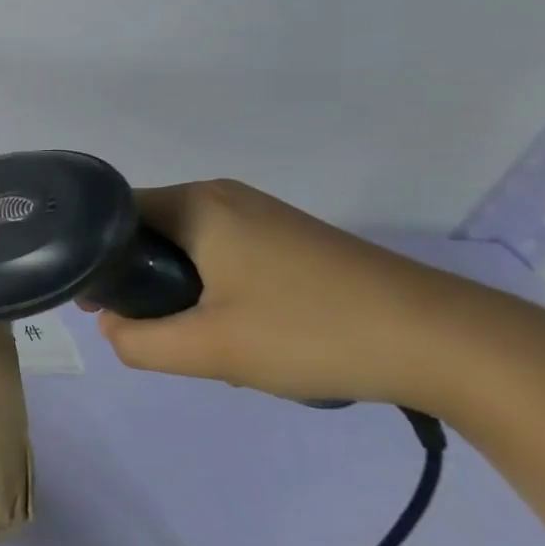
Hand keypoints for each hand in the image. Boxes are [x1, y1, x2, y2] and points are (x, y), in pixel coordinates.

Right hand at [88, 180, 517, 412]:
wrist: (452, 344)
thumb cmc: (314, 332)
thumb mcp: (210, 349)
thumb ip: (137, 342)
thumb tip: (111, 326)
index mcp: (195, 204)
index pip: (111, 215)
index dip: (92, 257)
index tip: (94, 302)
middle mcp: (222, 196)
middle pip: (148, 231)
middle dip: (140, 280)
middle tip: (152, 329)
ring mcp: (261, 215)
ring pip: (186, 247)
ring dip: (179, 289)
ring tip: (204, 337)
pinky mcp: (290, 238)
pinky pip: (222, 253)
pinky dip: (213, 287)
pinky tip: (243, 329)